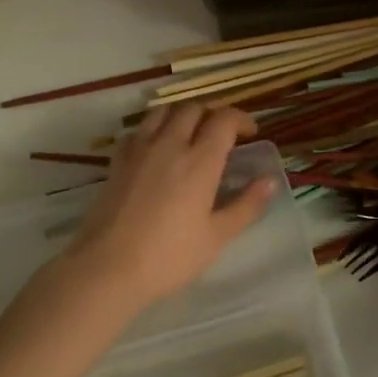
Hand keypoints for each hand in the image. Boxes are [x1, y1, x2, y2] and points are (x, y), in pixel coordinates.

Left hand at [68, 104, 276, 306]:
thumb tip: (270, 181)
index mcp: (200, 161)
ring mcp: (140, 149)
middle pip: (193, 108)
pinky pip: (138, 130)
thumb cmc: (168, 257)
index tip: (250, 133)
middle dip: (212, 114)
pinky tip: (156, 148)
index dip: (241, 119)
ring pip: (163, 111)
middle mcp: (170, 144)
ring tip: (189, 133)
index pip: (224, 119)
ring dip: (182, 114)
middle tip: (221, 134)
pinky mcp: (117, 161)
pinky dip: (152, 129)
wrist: (107, 268)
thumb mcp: (216, 237)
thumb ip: (246, 206)